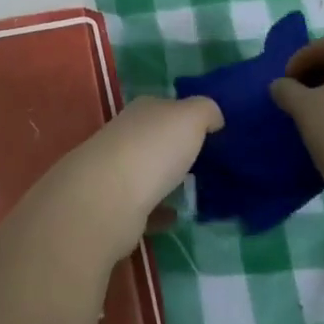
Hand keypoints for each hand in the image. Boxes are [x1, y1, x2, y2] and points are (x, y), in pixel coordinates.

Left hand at [37, 96, 222, 264]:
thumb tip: (214, 117)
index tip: (213, 131)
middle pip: (156, 138)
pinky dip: (160, 211)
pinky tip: (177, 217)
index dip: (188, 115)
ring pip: (149, 171)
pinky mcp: (117, 206)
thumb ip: (206, 111)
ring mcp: (118, 170)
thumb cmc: (154, 148)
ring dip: (168, 179)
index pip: (167, 106)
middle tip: (209, 162)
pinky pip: (145, 207)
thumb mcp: (190, 117)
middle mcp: (127, 135)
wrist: (109, 197)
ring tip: (197, 190)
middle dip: (178, 147)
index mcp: (143, 110)